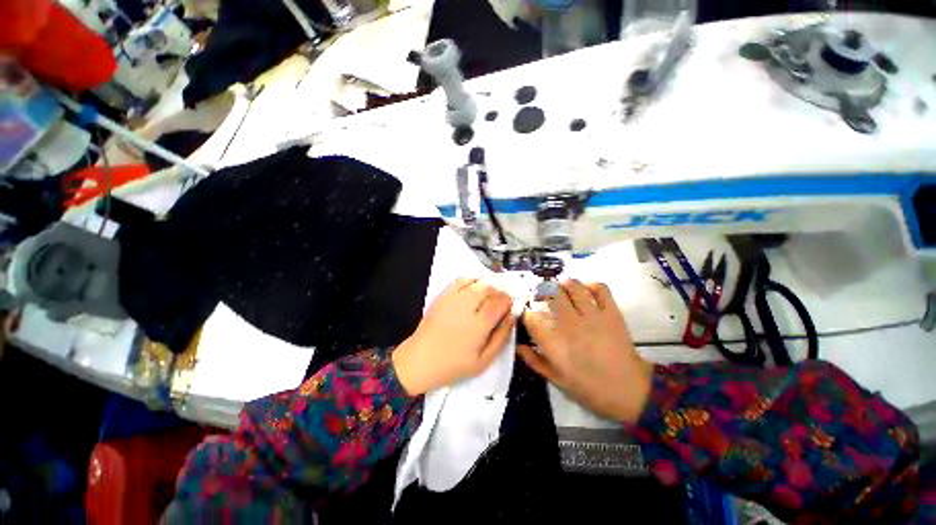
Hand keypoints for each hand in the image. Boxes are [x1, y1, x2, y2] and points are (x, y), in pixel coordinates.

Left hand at [393, 278, 514, 394]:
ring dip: (487, 287)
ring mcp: (453, 299)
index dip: (508, 301)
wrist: (421, 359)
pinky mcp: (443, 296)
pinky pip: (461, 280)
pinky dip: (471, 280)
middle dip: (499, 293)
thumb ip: (500, 337)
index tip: (510, 305)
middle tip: (500, 302)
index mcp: (479, 325)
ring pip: (477, 283)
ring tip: (488, 296)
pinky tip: (474, 287)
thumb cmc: (454, 364)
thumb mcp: (484, 360)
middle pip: (489, 289)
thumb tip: (511, 317)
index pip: (500, 303)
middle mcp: (467, 307)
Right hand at [517, 280, 652, 423]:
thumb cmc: (590, 388)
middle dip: (543, 291)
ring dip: (563, 285)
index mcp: (555, 344)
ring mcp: (593, 316)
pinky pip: (600, 289)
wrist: (629, 391)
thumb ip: (535, 361)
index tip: (529, 318)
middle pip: (551, 294)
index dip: (527, 315)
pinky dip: (591, 285)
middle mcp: (570, 325)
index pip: (532, 318)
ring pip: (573, 287)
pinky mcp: (611, 313)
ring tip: (561, 290)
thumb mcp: (557, 380)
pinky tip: (585, 291)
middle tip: (543, 296)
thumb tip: (519, 346)